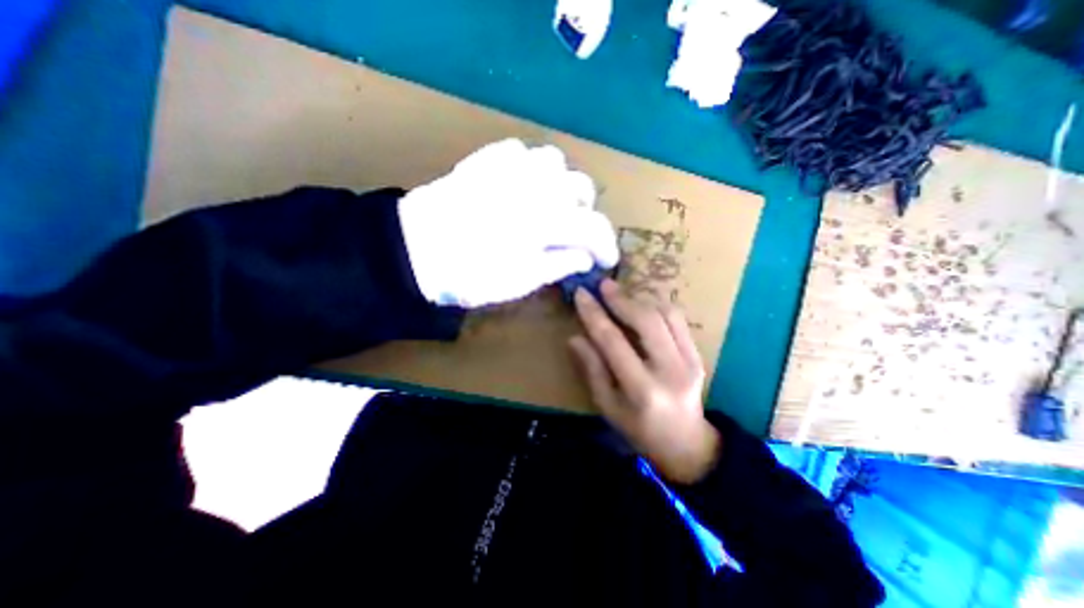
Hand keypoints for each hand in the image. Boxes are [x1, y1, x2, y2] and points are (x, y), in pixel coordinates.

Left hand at [396, 139, 618, 308]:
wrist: (415, 251)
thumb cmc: (469, 275)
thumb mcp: (520, 282)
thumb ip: (559, 264)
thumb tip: (585, 256)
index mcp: (544, 221)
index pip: (593, 227)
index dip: (607, 245)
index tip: (606, 259)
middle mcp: (534, 186)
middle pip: (581, 188)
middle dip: (586, 213)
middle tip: (574, 233)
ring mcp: (509, 167)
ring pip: (555, 162)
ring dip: (561, 185)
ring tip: (551, 205)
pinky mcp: (486, 160)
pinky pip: (522, 150)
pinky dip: (532, 167)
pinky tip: (524, 185)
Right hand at [568, 279, 718, 483]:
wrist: (686, 443)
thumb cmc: (638, 429)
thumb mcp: (607, 406)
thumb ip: (592, 369)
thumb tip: (575, 337)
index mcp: (642, 389)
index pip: (613, 341)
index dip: (594, 315)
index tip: (581, 294)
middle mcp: (670, 370)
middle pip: (645, 321)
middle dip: (621, 298)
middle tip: (603, 285)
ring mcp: (689, 360)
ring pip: (665, 314)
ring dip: (640, 298)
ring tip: (620, 293)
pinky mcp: (698, 354)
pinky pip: (677, 319)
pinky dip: (657, 305)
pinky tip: (642, 303)